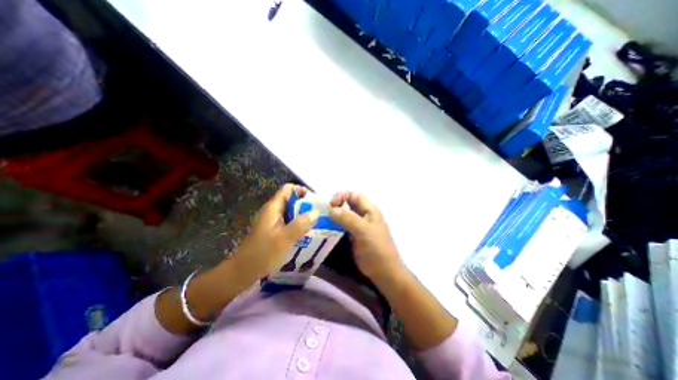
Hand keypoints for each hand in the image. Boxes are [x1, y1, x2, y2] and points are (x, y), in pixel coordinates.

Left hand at [231, 185, 320, 284]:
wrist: (242, 272)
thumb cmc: (262, 254)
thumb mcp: (284, 239)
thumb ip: (300, 224)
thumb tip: (317, 211)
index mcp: (273, 208)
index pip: (289, 189)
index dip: (302, 191)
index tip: (315, 202)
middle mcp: (273, 211)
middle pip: (292, 200)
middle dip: (306, 205)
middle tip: (319, 215)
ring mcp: (272, 221)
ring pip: (291, 212)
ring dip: (303, 216)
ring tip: (316, 224)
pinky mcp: (274, 230)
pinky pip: (289, 222)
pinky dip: (298, 225)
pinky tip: (306, 234)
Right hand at [329, 193, 400, 284]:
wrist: (383, 271)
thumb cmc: (376, 248)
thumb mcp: (363, 231)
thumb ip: (348, 218)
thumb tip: (331, 210)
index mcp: (369, 210)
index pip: (354, 195)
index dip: (342, 196)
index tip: (331, 204)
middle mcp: (364, 215)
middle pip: (348, 204)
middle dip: (337, 205)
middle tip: (324, 211)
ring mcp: (358, 226)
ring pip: (345, 215)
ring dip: (334, 215)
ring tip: (322, 219)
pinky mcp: (353, 236)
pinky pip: (343, 226)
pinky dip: (335, 225)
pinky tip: (327, 228)